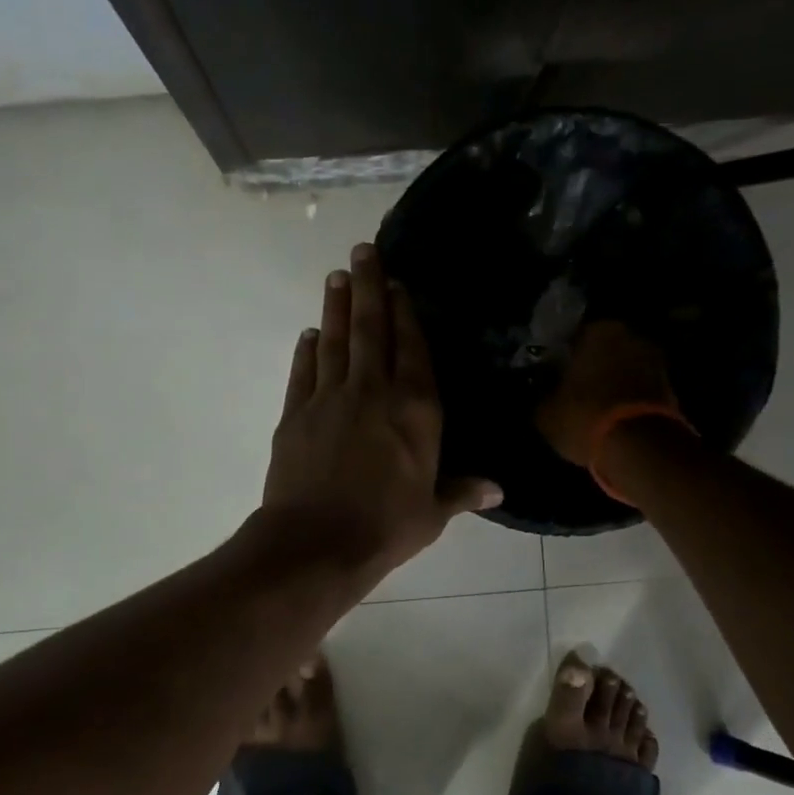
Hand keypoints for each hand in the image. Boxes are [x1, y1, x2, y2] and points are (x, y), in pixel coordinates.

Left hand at [261, 242, 500, 586]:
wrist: (316, 543)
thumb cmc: (386, 527)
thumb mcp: (432, 513)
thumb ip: (462, 492)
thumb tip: (498, 488)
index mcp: (415, 410)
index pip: (412, 349)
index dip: (406, 313)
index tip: (399, 282)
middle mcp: (373, 392)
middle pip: (371, 330)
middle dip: (368, 287)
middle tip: (362, 251)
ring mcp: (330, 399)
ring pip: (335, 342)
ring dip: (337, 308)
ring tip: (336, 276)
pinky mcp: (295, 414)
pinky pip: (303, 373)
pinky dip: (306, 351)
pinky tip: (308, 334)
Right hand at [535, 320, 678, 465]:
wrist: (640, 448)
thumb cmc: (584, 417)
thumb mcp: (546, 412)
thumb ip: (544, 395)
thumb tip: (544, 393)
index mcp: (599, 330)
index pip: (573, 336)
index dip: (562, 355)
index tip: (553, 373)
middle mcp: (631, 336)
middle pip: (604, 349)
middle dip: (591, 365)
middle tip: (574, 388)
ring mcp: (656, 361)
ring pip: (624, 368)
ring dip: (612, 381)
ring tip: (594, 406)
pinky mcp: (671, 388)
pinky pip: (640, 388)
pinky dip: (628, 398)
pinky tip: (613, 416)